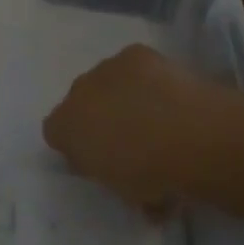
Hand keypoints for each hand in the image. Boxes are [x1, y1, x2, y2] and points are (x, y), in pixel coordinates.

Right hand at [42, 44, 231, 210]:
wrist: (187, 135)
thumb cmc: (151, 174)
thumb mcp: (123, 191)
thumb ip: (109, 174)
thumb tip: (113, 167)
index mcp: (65, 128)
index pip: (55, 132)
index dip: (77, 145)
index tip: (100, 159)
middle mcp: (76, 92)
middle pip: (80, 102)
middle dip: (99, 116)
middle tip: (130, 138)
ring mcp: (105, 69)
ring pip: (107, 82)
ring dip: (122, 95)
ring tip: (157, 116)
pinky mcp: (135, 53)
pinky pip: (135, 66)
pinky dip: (147, 77)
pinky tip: (169, 94)